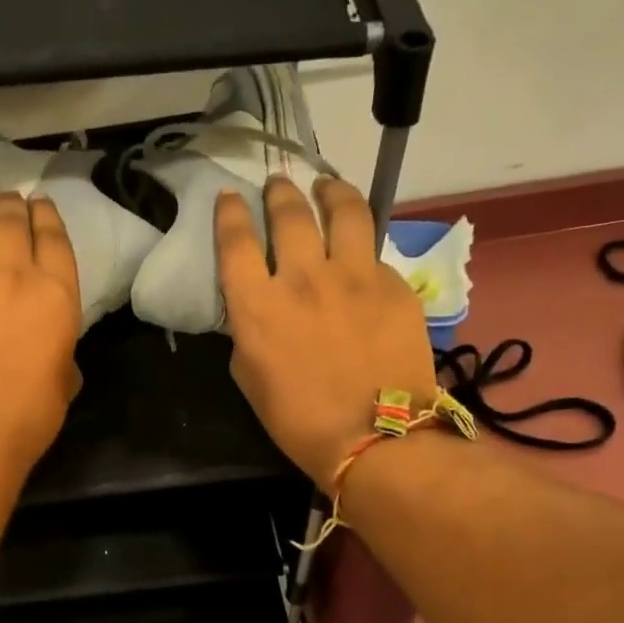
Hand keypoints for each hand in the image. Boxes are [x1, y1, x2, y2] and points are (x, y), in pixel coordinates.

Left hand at [0, 191, 82, 473]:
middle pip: (12, 219)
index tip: (41, 207)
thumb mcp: (63, 384)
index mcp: (56, 295)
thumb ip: (60, 353)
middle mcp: (12, 275)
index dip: (47, 215)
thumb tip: (51, 351)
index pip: (53, 236)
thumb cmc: (28, 418)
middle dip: (13, 207)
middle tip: (11, 206)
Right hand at [217, 178, 437, 490]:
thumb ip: (249, 333)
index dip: (230, 213)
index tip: (230, 198)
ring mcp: (353, 276)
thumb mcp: (251, 378)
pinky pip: (373, 253)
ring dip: (329, 191)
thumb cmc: (300, 421)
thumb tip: (258, 311)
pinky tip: (360, 255)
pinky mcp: (393, 284)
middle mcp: (302, 277)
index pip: (236, 241)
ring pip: (343, 210)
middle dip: (279, 192)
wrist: (375, 436)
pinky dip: (361, 248)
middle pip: (289, 213)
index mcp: (258, 305)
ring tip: (326, 186)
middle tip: (278, 186)